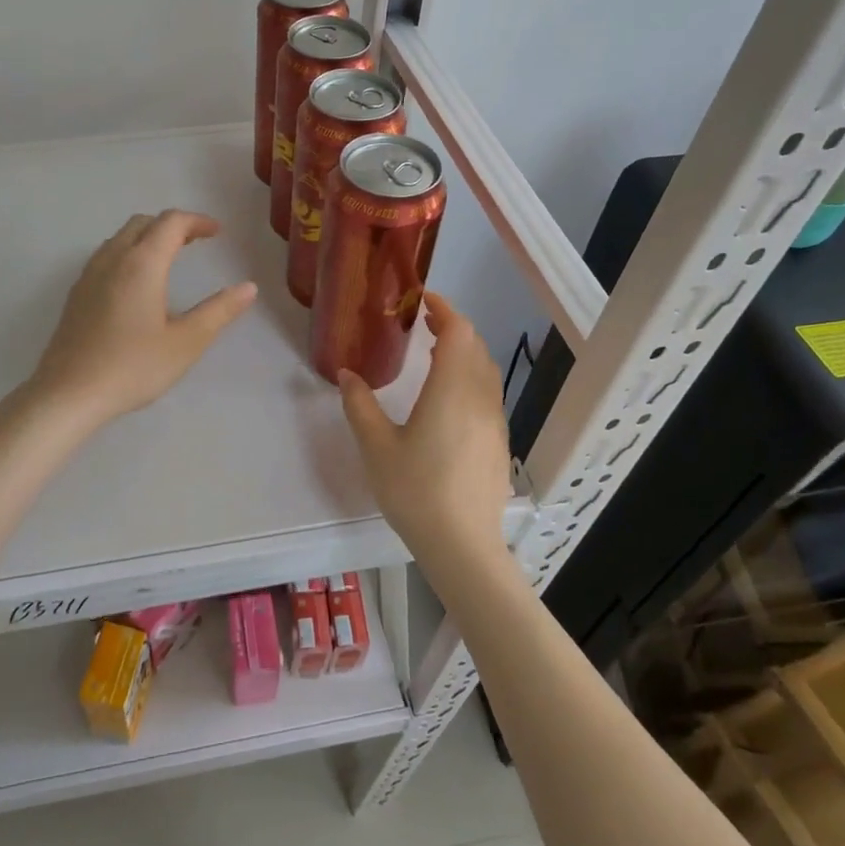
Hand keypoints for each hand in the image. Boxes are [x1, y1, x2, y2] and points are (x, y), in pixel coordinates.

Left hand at [31, 210, 257, 428]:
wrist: (68, 394)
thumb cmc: (132, 367)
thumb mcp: (186, 342)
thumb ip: (219, 311)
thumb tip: (248, 288)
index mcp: (142, 264)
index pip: (171, 223)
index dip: (197, 221)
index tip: (218, 232)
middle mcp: (112, 259)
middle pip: (143, 223)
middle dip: (172, 225)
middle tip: (196, 242)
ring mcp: (89, 275)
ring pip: (121, 238)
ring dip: (148, 237)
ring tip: (169, 258)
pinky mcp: (76, 294)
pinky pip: (106, 256)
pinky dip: (129, 253)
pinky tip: (136, 284)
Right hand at [339, 293, 510, 562]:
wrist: (463, 546)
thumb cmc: (415, 491)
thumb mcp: (376, 446)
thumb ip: (360, 404)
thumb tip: (346, 374)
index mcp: (452, 390)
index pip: (459, 332)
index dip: (444, 309)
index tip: (421, 299)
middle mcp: (480, 398)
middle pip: (475, 347)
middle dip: (452, 327)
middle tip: (422, 322)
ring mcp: (494, 421)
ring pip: (485, 370)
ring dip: (463, 352)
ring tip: (433, 353)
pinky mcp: (498, 442)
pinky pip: (487, 393)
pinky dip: (470, 377)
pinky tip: (447, 397)